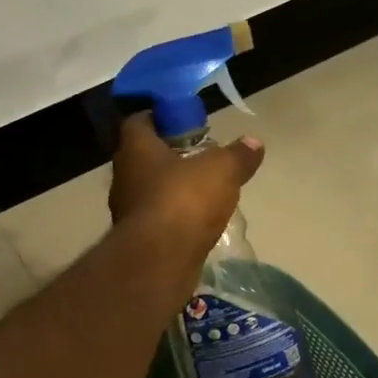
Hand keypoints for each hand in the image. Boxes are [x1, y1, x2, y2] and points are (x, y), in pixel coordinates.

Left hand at [108, 112, 263, 259]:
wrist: (160, 260)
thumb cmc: (184, 200)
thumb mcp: (222, 170)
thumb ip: (237, 155)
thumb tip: (254, 142)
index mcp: (135, 149)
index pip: (138, 121)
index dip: (159, 118)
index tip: (183, 122)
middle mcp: (124, 177)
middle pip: (143, 158)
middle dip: (169, 156)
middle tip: (199, 157)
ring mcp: (128, 211)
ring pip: (149, 191)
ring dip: (171, 189)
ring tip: (203, 191)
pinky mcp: (138, 240)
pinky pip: (157, 220)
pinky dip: (174, 218)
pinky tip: (197, 222)